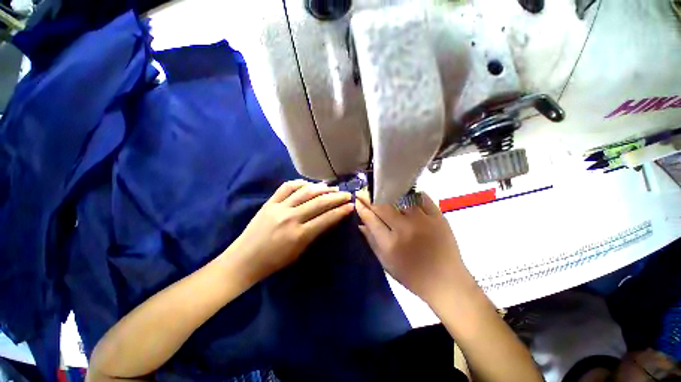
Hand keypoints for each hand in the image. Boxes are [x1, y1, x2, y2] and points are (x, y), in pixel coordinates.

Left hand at [230, 180, 353, 282]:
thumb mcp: (299, 251)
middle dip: (336, 197)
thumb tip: (331, 219)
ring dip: (321, 188)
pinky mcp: (269, 202)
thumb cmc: (274, 261)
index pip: (326, 218)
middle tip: (347, 194)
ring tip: (332, 187)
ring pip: (305, 192)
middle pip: (319, 202)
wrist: (244, 259)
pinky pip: (286, 187)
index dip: (341, 211)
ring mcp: (279, 208)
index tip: (351, 206)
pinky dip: (300, 183)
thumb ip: (315, 233)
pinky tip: (309, 184)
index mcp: (299, 234)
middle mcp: (291, 218)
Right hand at [355, 190, 475, 304]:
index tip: (357, 199)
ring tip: (381, 189)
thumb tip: (360, 224)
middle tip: (364, 191)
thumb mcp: (386, 263)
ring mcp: (423, 220)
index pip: (371, 218)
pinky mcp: (438, 216)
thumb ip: (371, 241)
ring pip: (400, 197)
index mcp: (390, 243)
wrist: (446, 282)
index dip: (361, 207)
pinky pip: (421, 198)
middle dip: (369, 196)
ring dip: (388, 192)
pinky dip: (411, 193)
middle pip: (382, 205)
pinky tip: (404, 193)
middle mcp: (405, 228)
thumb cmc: (412, 276)